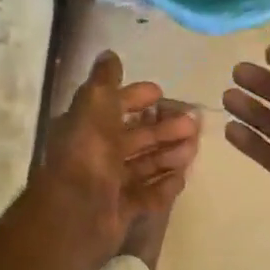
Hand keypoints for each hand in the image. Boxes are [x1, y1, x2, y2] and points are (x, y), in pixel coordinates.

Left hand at [35, 52, 200, 264]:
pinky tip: (182, 177)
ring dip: (168, 154)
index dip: (135, 98)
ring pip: (143, 164)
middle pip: (134, 137)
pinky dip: (163, 186)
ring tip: (194, 148)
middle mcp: (95, 153)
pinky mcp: (120, 210)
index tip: (161, 93)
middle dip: (163, 128)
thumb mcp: (93, 106)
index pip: (112, 106)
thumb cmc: (86, 155)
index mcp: (85, 127)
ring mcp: (108, 184)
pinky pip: (146, 195)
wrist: (75, 215)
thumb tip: (108, 54)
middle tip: (193, 123)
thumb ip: (104, 81)